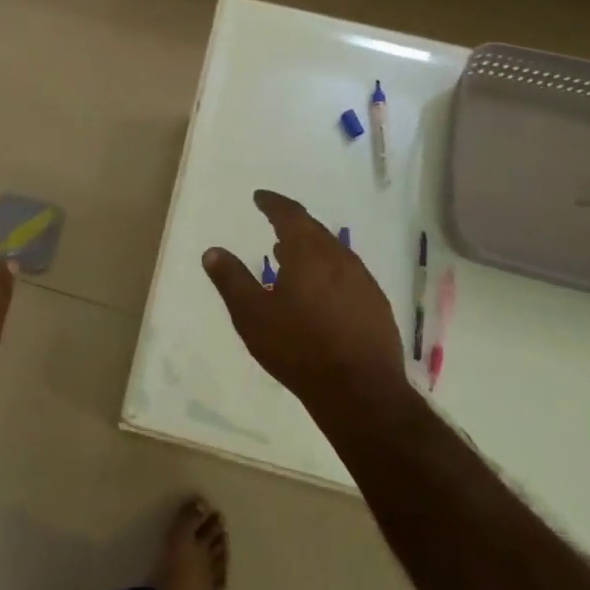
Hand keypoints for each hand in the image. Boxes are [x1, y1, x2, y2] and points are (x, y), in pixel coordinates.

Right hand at [201, 189, 406, 415]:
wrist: (361, 392)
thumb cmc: (299, 347)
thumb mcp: (252, 314)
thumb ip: (231, 279)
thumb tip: (212, 251)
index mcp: (309, 252)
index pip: (290, 214)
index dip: (273, 203)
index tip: (260, 197)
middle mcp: (340, 258)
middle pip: (314, 231)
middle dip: (293, 225)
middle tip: (275, 227)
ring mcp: (364, 282)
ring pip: (333, 254)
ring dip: (311, 251)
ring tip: (292, 259)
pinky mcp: (377, 306)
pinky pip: (348, 276)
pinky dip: (329, 273)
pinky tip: (321, 294)